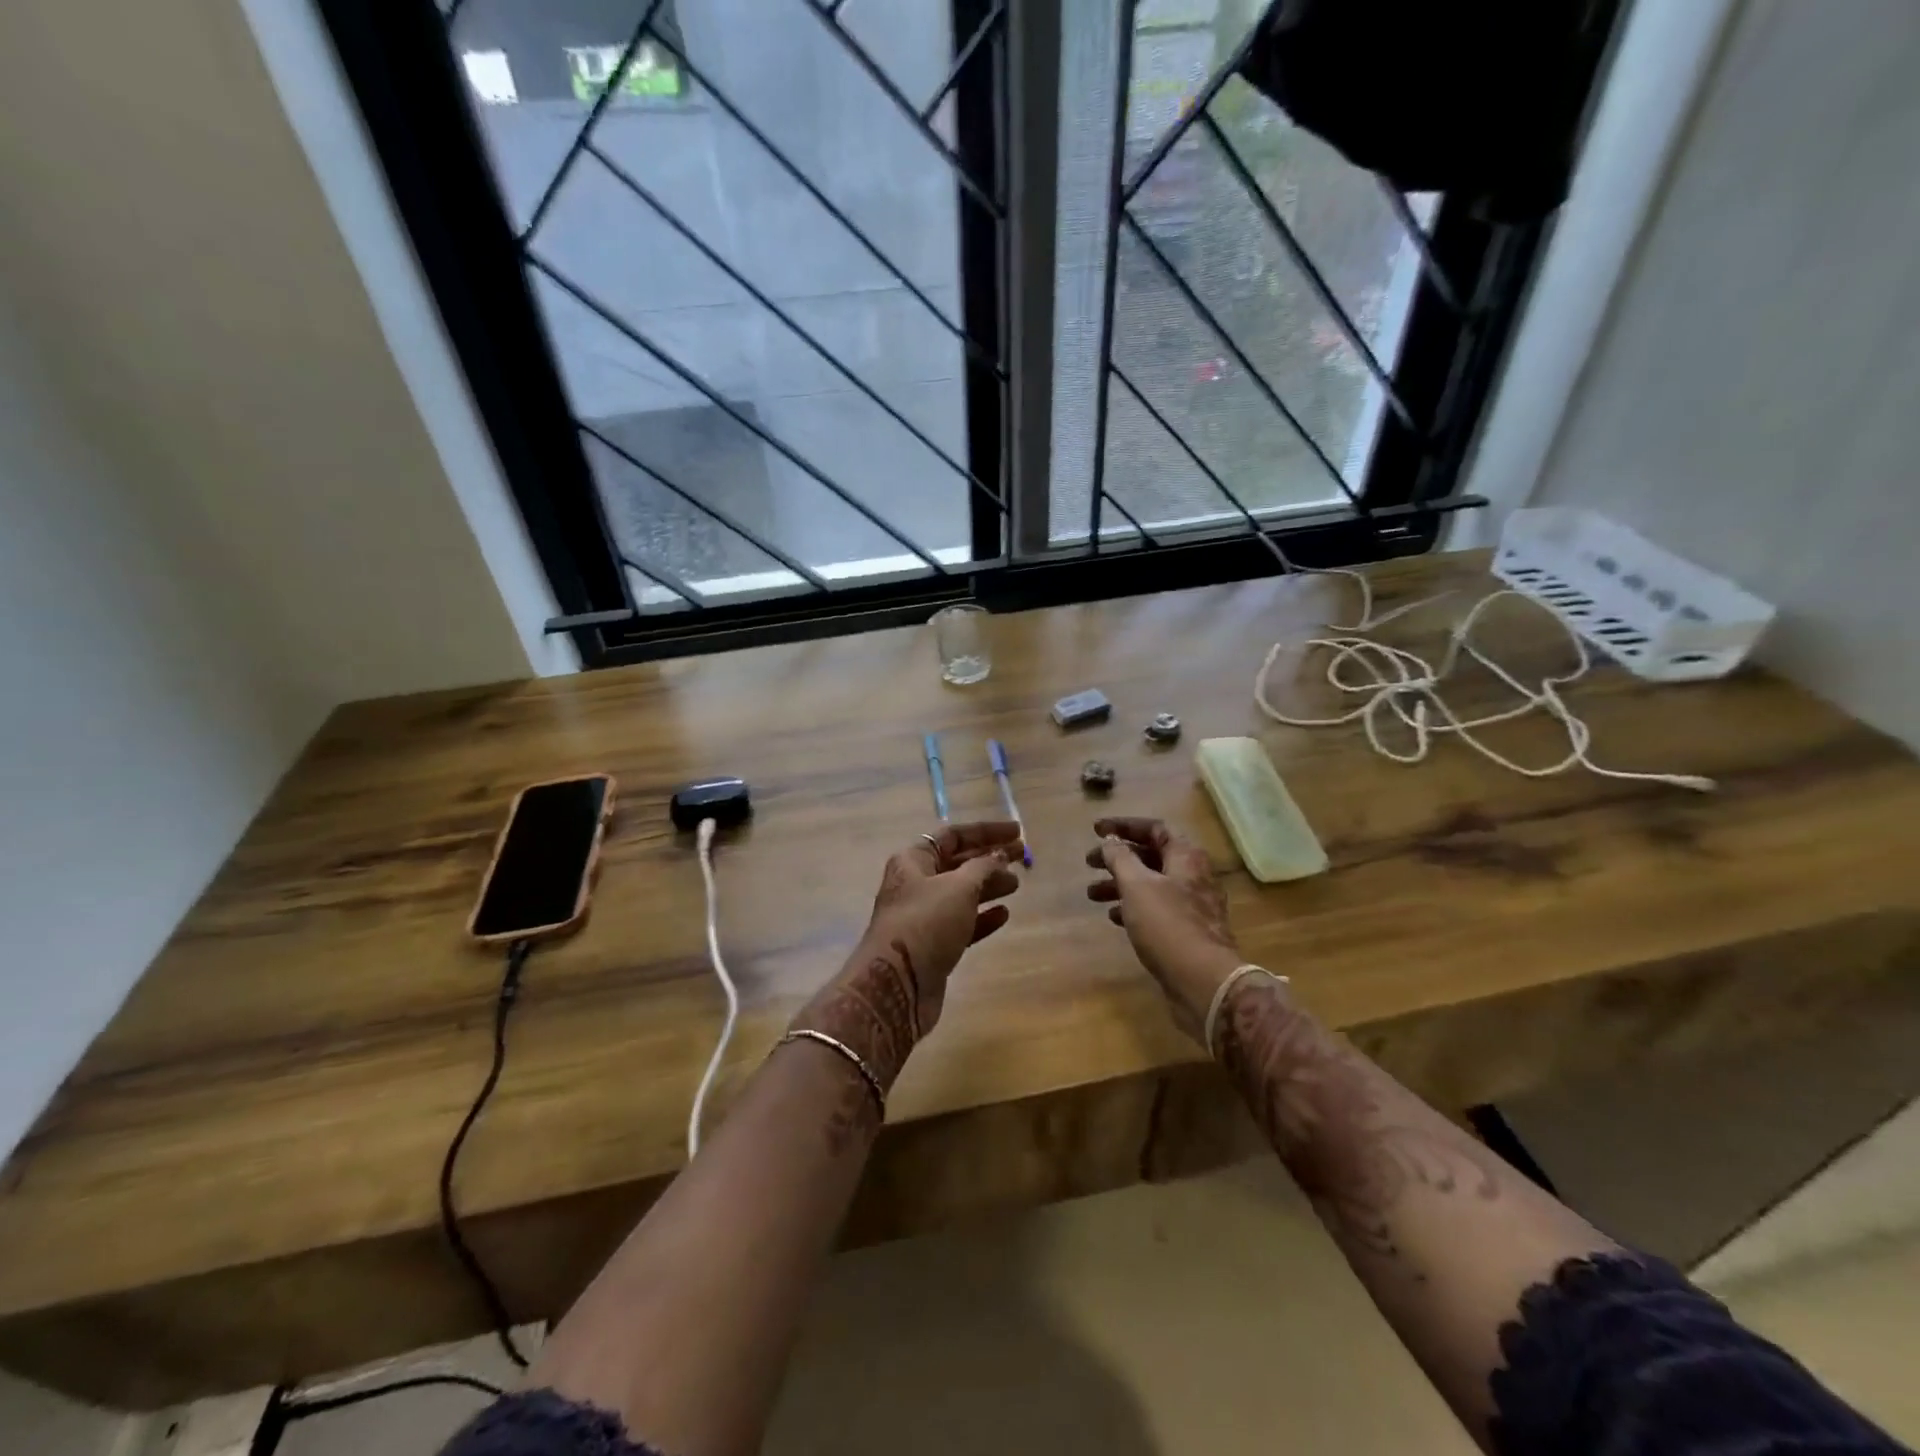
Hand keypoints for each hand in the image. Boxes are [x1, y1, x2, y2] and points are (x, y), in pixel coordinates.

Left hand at [795, 822, 1022, 1083]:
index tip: (1017, 832)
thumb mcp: (958, 887)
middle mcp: (916, 883)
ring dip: (989, 886)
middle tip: (1023, 857)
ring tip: (1017, 884)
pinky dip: (982, 918)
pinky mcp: (933, 945)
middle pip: (958, 863)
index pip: (953, 835)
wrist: (896, 985)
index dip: (986, 831)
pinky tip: (1003, 915)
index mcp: (914, 860)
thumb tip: (999, 855)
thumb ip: (983, 867)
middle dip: (990, 858)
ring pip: (961, 894)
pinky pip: (962, 923)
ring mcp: (923, 916)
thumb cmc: (925, 923)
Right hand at [1085, 817, 1241, 1041]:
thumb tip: (1110, 841)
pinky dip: (1133, 907)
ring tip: (1092, 894)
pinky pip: (1156, 909)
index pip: (1153, 828)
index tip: (1095, 830)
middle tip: (1089, 863)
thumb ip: (1120, 858)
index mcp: (1185, 856)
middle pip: (1151, 856)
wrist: (1204, 981)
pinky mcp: (1187, 931)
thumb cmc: (1167, 924)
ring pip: (1151, 884)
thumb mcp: (1136, 885)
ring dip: (1120, 885)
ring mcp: (1193, 905)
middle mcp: (1193, 875)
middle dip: (1117, 858)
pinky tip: (1113, 917)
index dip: (1123, 825)